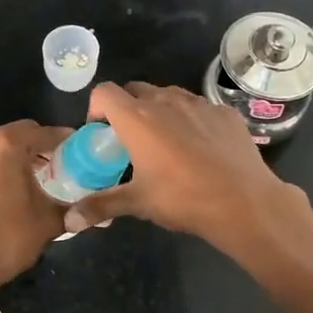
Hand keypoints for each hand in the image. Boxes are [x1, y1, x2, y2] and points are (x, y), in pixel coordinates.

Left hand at [0, 121, 71, 294]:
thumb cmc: (7, 239)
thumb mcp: (48, 222)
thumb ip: (72, 208)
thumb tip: (91, 210)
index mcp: (6, 145)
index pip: (42, 132)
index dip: (61, 141)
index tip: (74, 153)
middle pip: (11, 137)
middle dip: (30, 149)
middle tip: (47, 170)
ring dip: (1, 161)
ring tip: (13, 185)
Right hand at [63, 83, 299, 247]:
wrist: (244, 202)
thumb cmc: (182, 198)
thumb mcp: (137, 203)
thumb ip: (100, 206)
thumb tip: (68, 223)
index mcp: (136, 118)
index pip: (104, 92)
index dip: (96, 108)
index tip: (101, 134)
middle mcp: (164, 101)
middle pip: (134, 89)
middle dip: (126, 108)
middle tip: (130, 140)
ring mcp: (198, 103)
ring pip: (167, 94)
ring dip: (158, 110)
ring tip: (164, 141)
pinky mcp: (224, 112)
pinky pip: (198, 106)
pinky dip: (189, 118)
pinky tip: (199, 146)